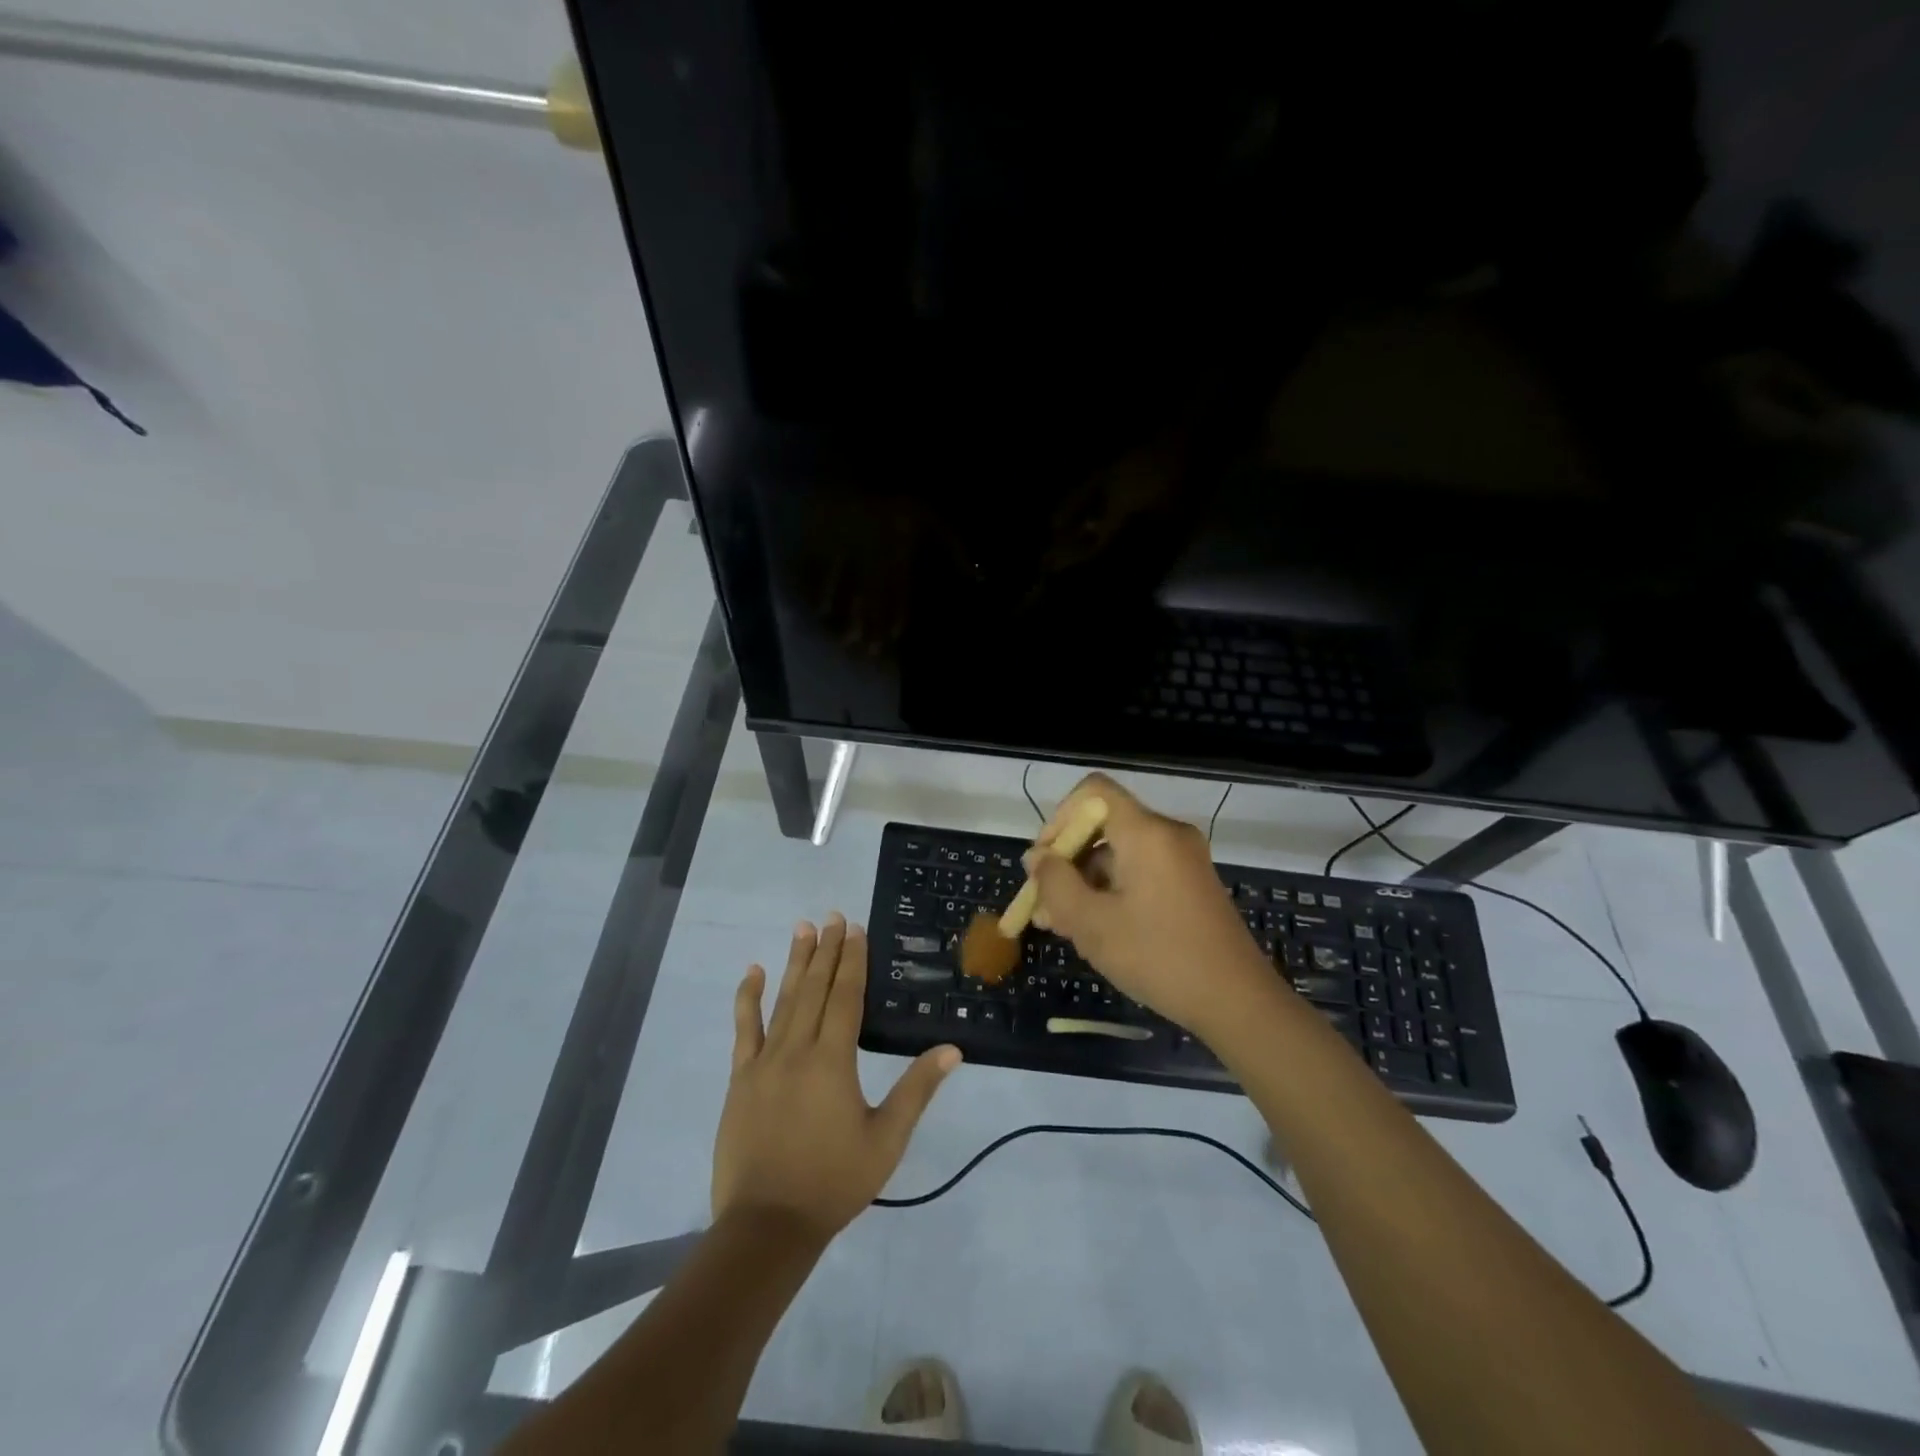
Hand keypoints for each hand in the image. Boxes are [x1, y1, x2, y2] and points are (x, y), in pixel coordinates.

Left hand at [713, 914, 961, 1240]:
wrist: (767, 1225)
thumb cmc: (834, 1181)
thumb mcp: (886, 1139)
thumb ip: (917, 1090)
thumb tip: (951, 1049)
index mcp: (834, 1060)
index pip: (846, 997)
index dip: (852, 960)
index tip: (855, 929)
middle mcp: (798, 1049)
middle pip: (815, 989)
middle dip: (826, 950)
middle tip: (832, 916)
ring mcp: (764, 1061)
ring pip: (782, 1000)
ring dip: (794, 962)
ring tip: (802, 928)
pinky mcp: (741, 1078)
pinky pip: (744, 1028)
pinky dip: (748, 997)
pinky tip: (752, 972)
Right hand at [1027, 774, 1274, 1032]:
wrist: (1238, 1003)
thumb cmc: (1159, 957)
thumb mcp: (1092, 923)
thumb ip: (1055, 883)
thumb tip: (1037, 858)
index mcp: (1146, 832)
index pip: (1092, 791)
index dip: (1058, 819)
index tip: (1044, 862)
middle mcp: (1167, 834)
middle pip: (1103, 826)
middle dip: (1066, 861)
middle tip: (1043, 906)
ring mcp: (1183, 860)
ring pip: (1119, 854)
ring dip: (1085, 882)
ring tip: (1062, 927)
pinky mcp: (1190, 884)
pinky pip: (1140, 872)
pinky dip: (1112, 891)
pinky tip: (1096, 931)